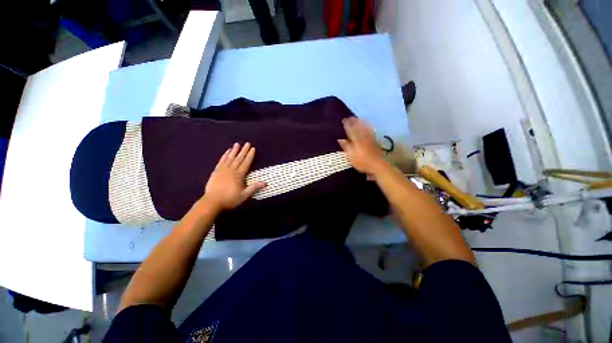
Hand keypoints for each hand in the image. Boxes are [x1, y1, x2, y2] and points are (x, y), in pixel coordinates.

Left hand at [202, 142, 266, 210]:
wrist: (212, 202)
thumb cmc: (230, 199)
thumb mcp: (244, 195)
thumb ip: (254, 188)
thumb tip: (265, 183)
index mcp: (239, 175)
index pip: (246, 163)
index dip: (250, 155)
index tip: (253, 149)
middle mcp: (231, 170)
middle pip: (239, 158)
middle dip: (244, 151)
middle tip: (247, 143)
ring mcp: (223, 170)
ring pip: (230, 158)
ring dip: (234, 151)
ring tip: (237, 144)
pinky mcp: (216, 171)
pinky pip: (221, 161)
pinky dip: (224, 155)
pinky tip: (227, 151)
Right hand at [338, 118, 386, 175]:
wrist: (378, 165)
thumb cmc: (363, 162)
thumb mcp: (351, 156)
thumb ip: (346, 147)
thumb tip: (340, 139)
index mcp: (356, 141)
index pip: (351, 131)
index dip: (347, 125)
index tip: (344, 119)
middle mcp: (363, 138)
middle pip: (359, 128)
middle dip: (354, 122)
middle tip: (351, 116)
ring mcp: (370, 139)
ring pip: (365, 129)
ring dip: (362, 123)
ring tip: (359, 118)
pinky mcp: (375, 142)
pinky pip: (371, 132)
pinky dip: (369, 128)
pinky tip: (369, 127)